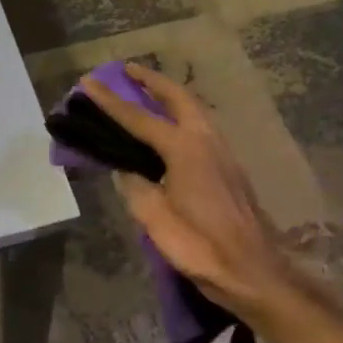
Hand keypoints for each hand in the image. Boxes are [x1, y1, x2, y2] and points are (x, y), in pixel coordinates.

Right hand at [79, 64, 301, 322]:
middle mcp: (207, 142)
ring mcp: (223, 154)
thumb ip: (136, 188)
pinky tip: (172, 132)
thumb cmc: (200, 246)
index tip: (88, 82)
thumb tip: (125, 171)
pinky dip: (182, 118)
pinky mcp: (230, 170)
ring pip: (195, 112)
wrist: (253, 272)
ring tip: (148, 94)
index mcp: (185, 149)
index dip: (110, 101)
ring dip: (171, 98)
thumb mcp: (155, 219)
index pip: (139, 119)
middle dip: (152, 81)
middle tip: (129, 70)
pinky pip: (202, 129)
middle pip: (178, 99)